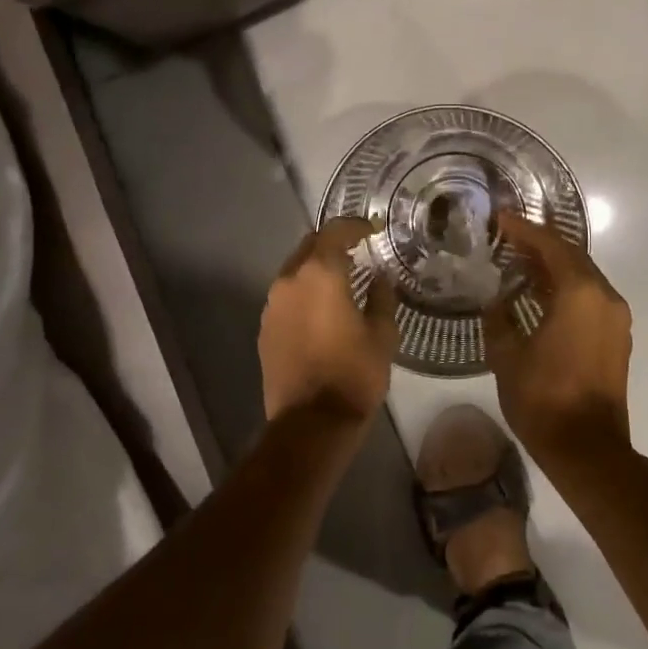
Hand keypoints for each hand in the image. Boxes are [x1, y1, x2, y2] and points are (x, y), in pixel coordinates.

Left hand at [259, 217, 399, 424]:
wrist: (311, 422)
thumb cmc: (354, 374)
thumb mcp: (382, 334)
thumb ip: (381, 297)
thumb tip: (379, 278)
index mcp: (320, 274)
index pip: (334, 232)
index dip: (354, 226)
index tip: (371, 230)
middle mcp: (289, 281)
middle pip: (309, 246)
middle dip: (332, 243)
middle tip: (356, 251)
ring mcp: (272, 305)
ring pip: (294, 271)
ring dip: (315, 268)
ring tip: (340, 280)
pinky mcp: (265, 328)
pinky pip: (286, 297)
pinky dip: (303, 293)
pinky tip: (321, 309)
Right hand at [484, 211, 632, 466]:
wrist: (587, 450)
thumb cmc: (543, 398)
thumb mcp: (506, 355)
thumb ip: (498, 317)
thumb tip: (496, 300)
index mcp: (580, 294)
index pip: (551, 246)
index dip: (524, 229)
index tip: (500, 218)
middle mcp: (605, 297)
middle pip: (572, 256)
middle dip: (540, 243)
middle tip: (508, 237)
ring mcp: (615, 318)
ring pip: (583, 277)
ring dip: (554, 266)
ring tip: (519, 262)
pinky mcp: (616, 338)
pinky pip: (590, 298)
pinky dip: (565, 288)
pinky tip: (539, 295)